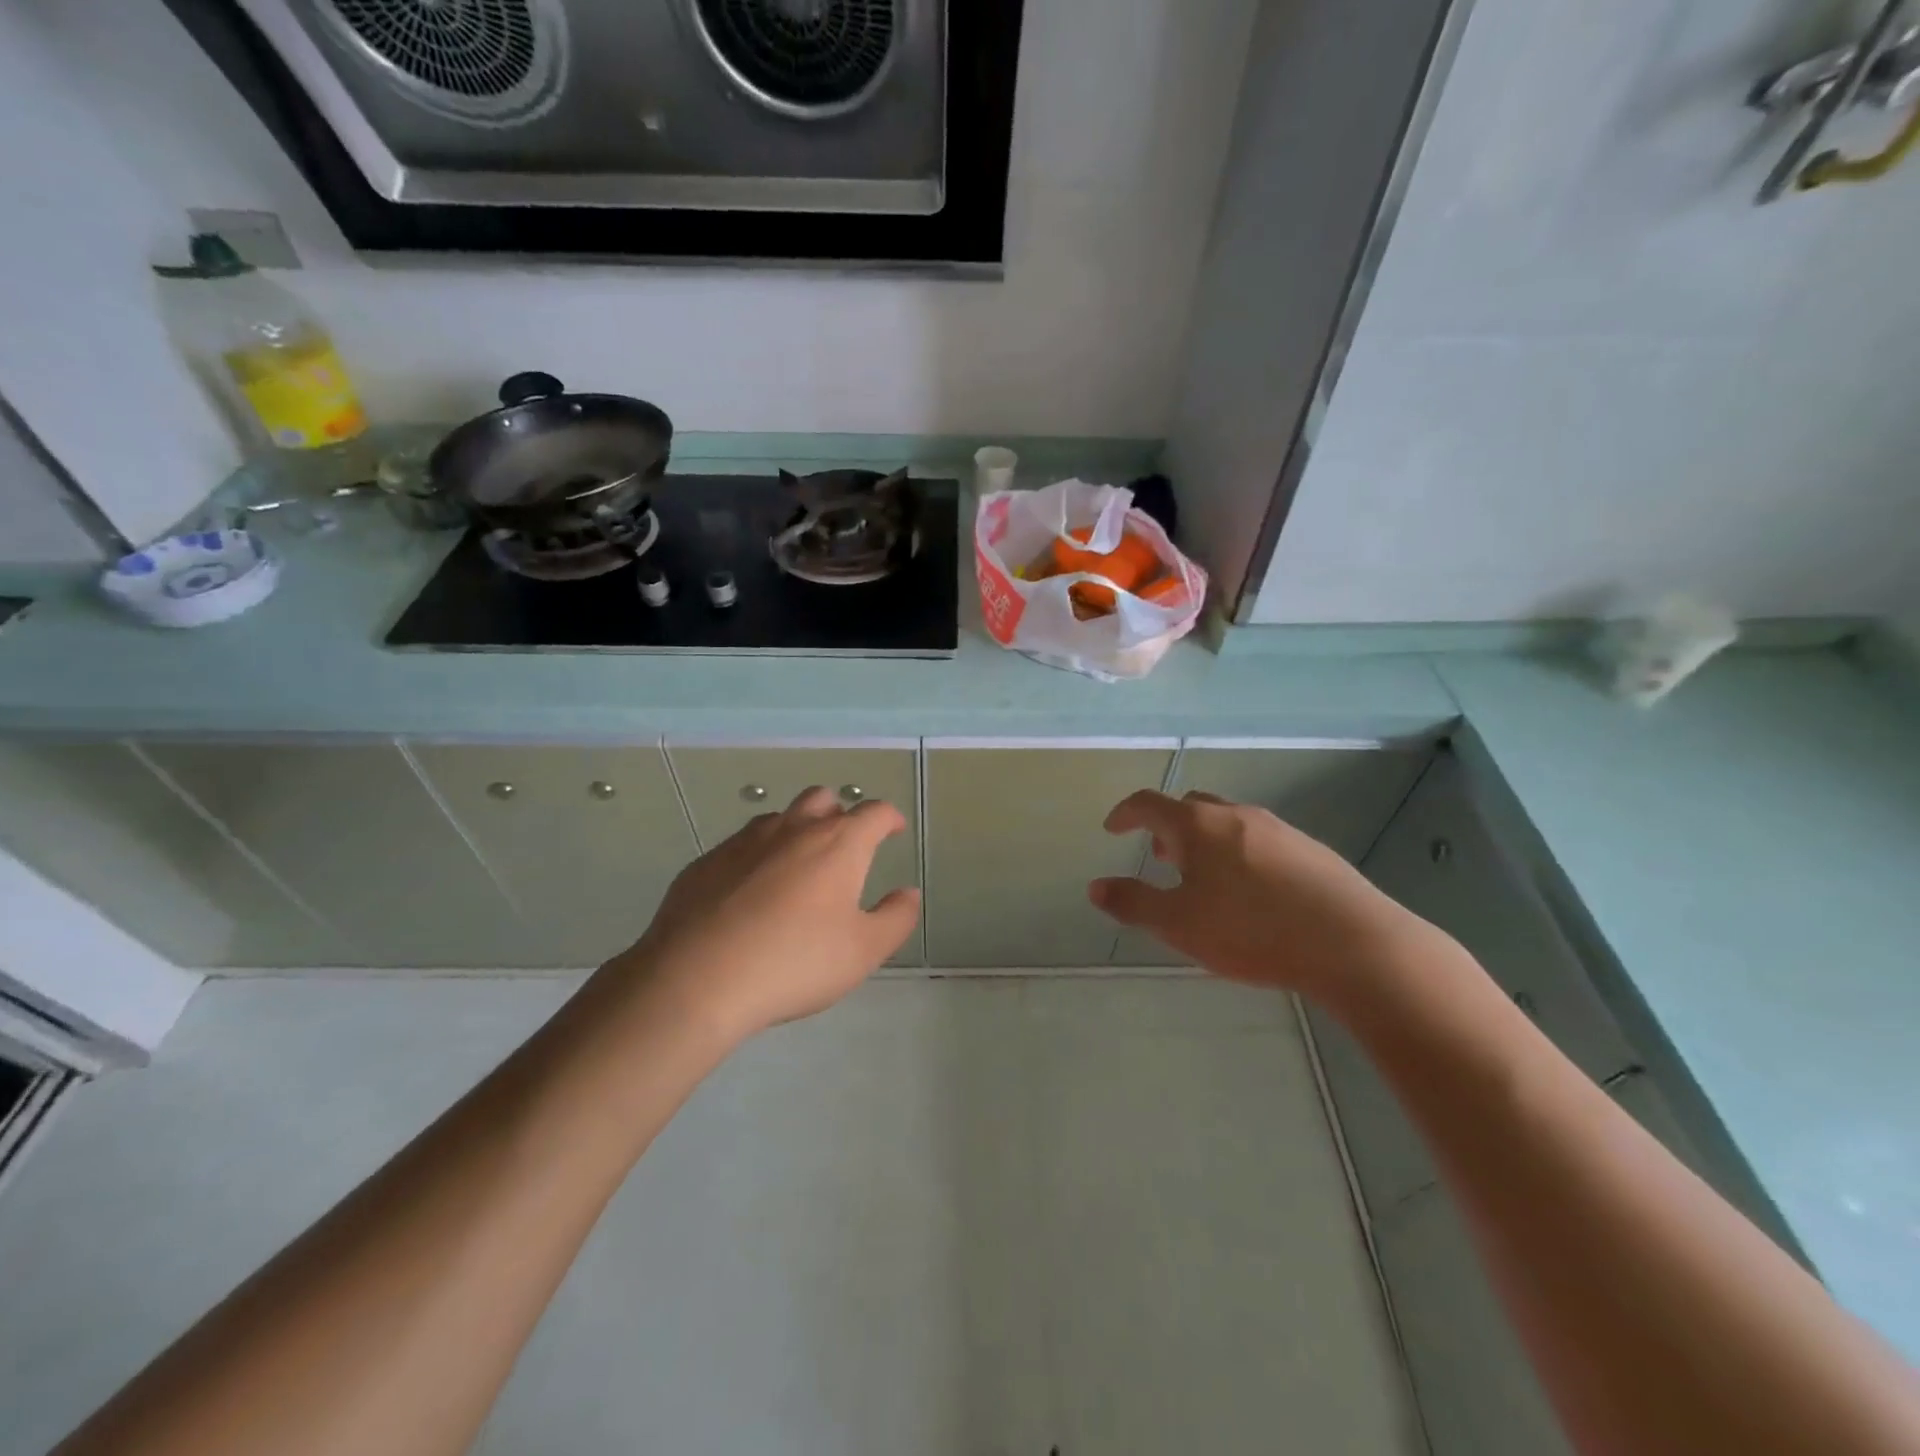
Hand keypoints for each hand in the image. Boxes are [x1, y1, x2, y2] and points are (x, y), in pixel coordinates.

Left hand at [612, 787, 920, 1041]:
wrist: (697, 978)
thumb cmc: (794, 963)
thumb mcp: (863, 951)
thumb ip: (895, 918)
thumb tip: (908, 893)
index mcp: (838, 844)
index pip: (874, 813)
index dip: (889, 819)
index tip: (893, 830)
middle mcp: (793, 829)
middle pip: (822, 800)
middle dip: (839, 814)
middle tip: (844, 847)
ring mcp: (744, 841)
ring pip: (779, 818)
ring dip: (796, 831)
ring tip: (797, 868)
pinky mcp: (706, 861)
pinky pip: (741, 845)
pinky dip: (757, 856)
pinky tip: (750, 893)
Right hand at [1088, 790, 1446, 1006]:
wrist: (1353, 942)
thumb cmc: (1252, 930)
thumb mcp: (1179, 924)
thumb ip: (1133, 903)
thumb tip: (1096, 886)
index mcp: (1197, 826)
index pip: (1149, 803)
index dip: (1125, 813)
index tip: (1112, 827)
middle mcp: (1235, 815)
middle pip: (1190, 806)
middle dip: (1167, 827)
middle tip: (1159, 857)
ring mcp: (1277, 828)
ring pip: (1227, 822)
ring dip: (1204, 840)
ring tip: (1203, 878)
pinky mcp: (1310, 849)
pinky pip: (1258, 839)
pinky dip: (1237, 852)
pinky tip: (1251, 891)